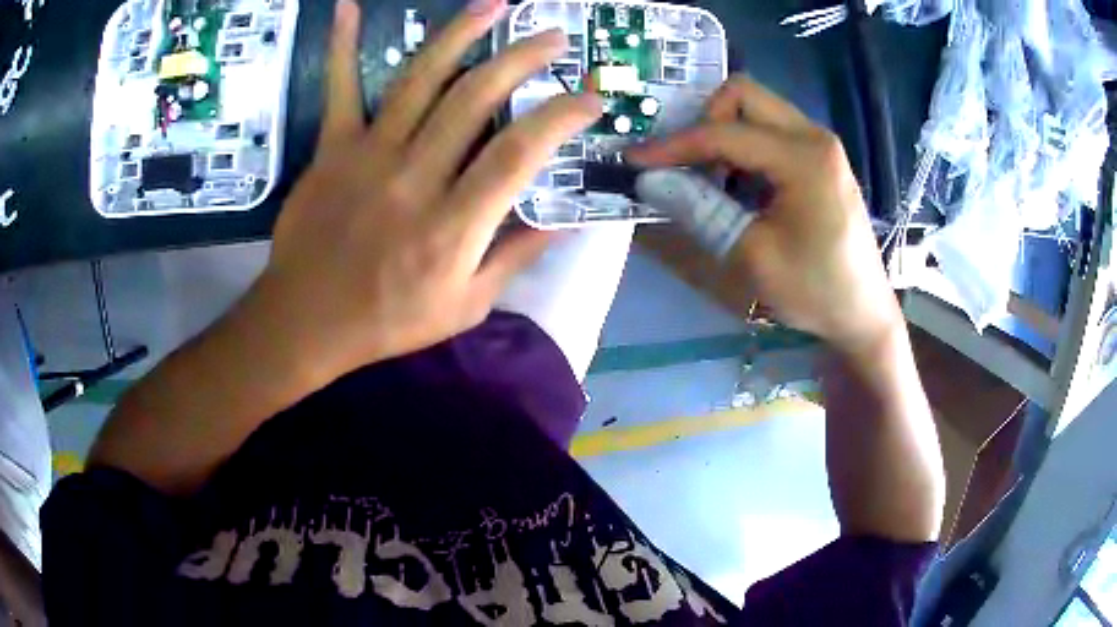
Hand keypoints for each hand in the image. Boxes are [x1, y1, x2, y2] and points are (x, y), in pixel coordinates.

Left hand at [250, 0, 601, 385]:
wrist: (306, 320)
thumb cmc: (388, 320)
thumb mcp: (466, 306)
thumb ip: (515, 257)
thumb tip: (564, 219)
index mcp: (453, 224)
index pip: (520, 153)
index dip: (561, 116)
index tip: (589, 97)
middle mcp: (414, 177)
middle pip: (475, 98)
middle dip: (522, 58)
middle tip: (554, 36)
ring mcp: (368, 155)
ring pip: (420, 79)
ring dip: (461, 34)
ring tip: (495, 5)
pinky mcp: (332, 148)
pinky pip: (341, 88)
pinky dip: (343, 46)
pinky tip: (350, 8)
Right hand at [628, 75, 901, 353]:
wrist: (862, 312)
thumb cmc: (814, 289)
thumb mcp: (752, 254)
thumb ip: (700, 209)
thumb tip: (650, 180)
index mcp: (803, 157)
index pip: (724, 132)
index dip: (674, 145)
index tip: (635, 160)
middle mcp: (813, 135)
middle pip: (742, 94)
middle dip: (704, 121)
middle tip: (688, 164)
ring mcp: (819, 143)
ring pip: (756, 107)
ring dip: (724, 132)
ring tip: (711, 178)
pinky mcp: (818, 156)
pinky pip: (770, 129)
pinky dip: (743, 145)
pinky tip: (739, 184)